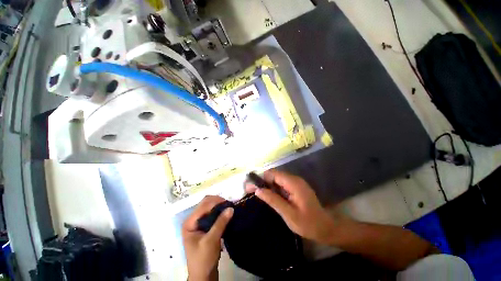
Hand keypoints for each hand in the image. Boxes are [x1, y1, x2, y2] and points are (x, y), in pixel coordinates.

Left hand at [182, 196, 233, 280]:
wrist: (203, 275)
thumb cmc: (203, 259)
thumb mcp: (211, 241)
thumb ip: (220, 223)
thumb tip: (231, 208)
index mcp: (189, 222)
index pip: (203, 205)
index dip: (216, 202)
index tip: (229, 204)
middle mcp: (192, 219)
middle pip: (205, 203)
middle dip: (218, 202)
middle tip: (229, 205)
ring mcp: (198, 222)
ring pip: (209, 207)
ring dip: (219, 206)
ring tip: (229, 208)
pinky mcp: (204, 226)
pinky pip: (212, 214)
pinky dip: (219, 211)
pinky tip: (226, 214)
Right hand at [246, 170, 344, 244]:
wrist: (326, 228)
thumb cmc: (309, 224)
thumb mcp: (289, 214)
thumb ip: (273, 200)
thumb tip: (257, 190)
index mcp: (293, 183)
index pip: (273, 174)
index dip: (261, 178)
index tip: (250, 187)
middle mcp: (294, 179)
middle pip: (274, 175)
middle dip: (262, 181)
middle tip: (250, 191)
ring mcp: (295, 183)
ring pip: (276, 179)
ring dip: (266, 185)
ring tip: (257, 194)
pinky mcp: (295, 187)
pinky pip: (281, 184)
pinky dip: (273, 189)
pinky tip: (268, 196)